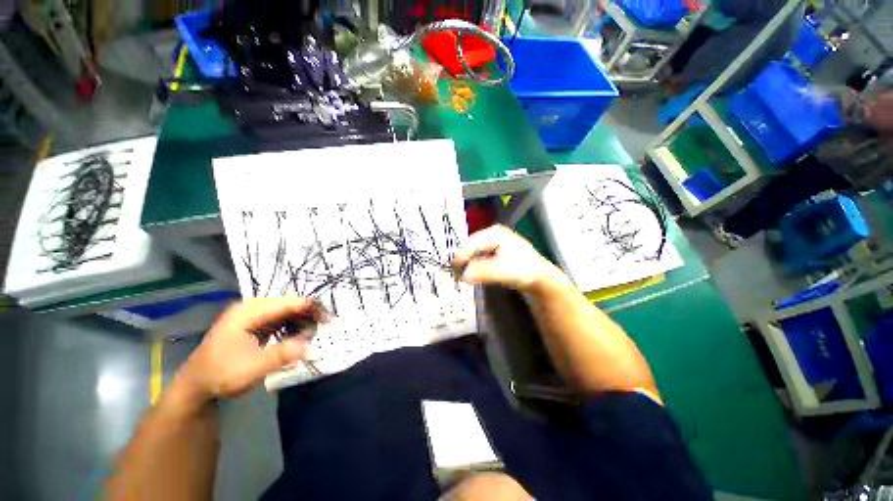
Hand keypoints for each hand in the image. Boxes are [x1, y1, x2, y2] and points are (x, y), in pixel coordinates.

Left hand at [172, 298, 317, 404]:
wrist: (196, 385)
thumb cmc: (220, 375)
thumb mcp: (249, 370)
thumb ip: (279, 356)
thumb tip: (310, 346)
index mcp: (249, 312)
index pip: (288, 303)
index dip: (311, 308)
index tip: (330, 318)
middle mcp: (252, 308)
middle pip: (290, 304)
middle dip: (310, 314)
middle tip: (326, 326)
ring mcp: (254, 315)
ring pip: (288, 311)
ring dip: (304, 319)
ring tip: (317, 331)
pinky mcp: (256, 324)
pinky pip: (282, 319)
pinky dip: (295, 325)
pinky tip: (302, 334)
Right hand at [452, 225, 561, 291]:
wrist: (540, 278)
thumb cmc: (523, 270)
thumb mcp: (502, 270)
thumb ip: (483, 271)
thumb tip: (463, 275)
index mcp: (495, 233)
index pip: (473, 242)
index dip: (461, 254)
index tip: (452, 267)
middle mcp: (493, 234)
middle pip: (471, 245)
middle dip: (463, 259)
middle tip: (454, 272)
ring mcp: (494, 242)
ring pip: (474, 251)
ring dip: (467, 262)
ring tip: (459, 273)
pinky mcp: (494, 252)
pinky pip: (479, 256)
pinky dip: (473, 264)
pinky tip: (470, 272)